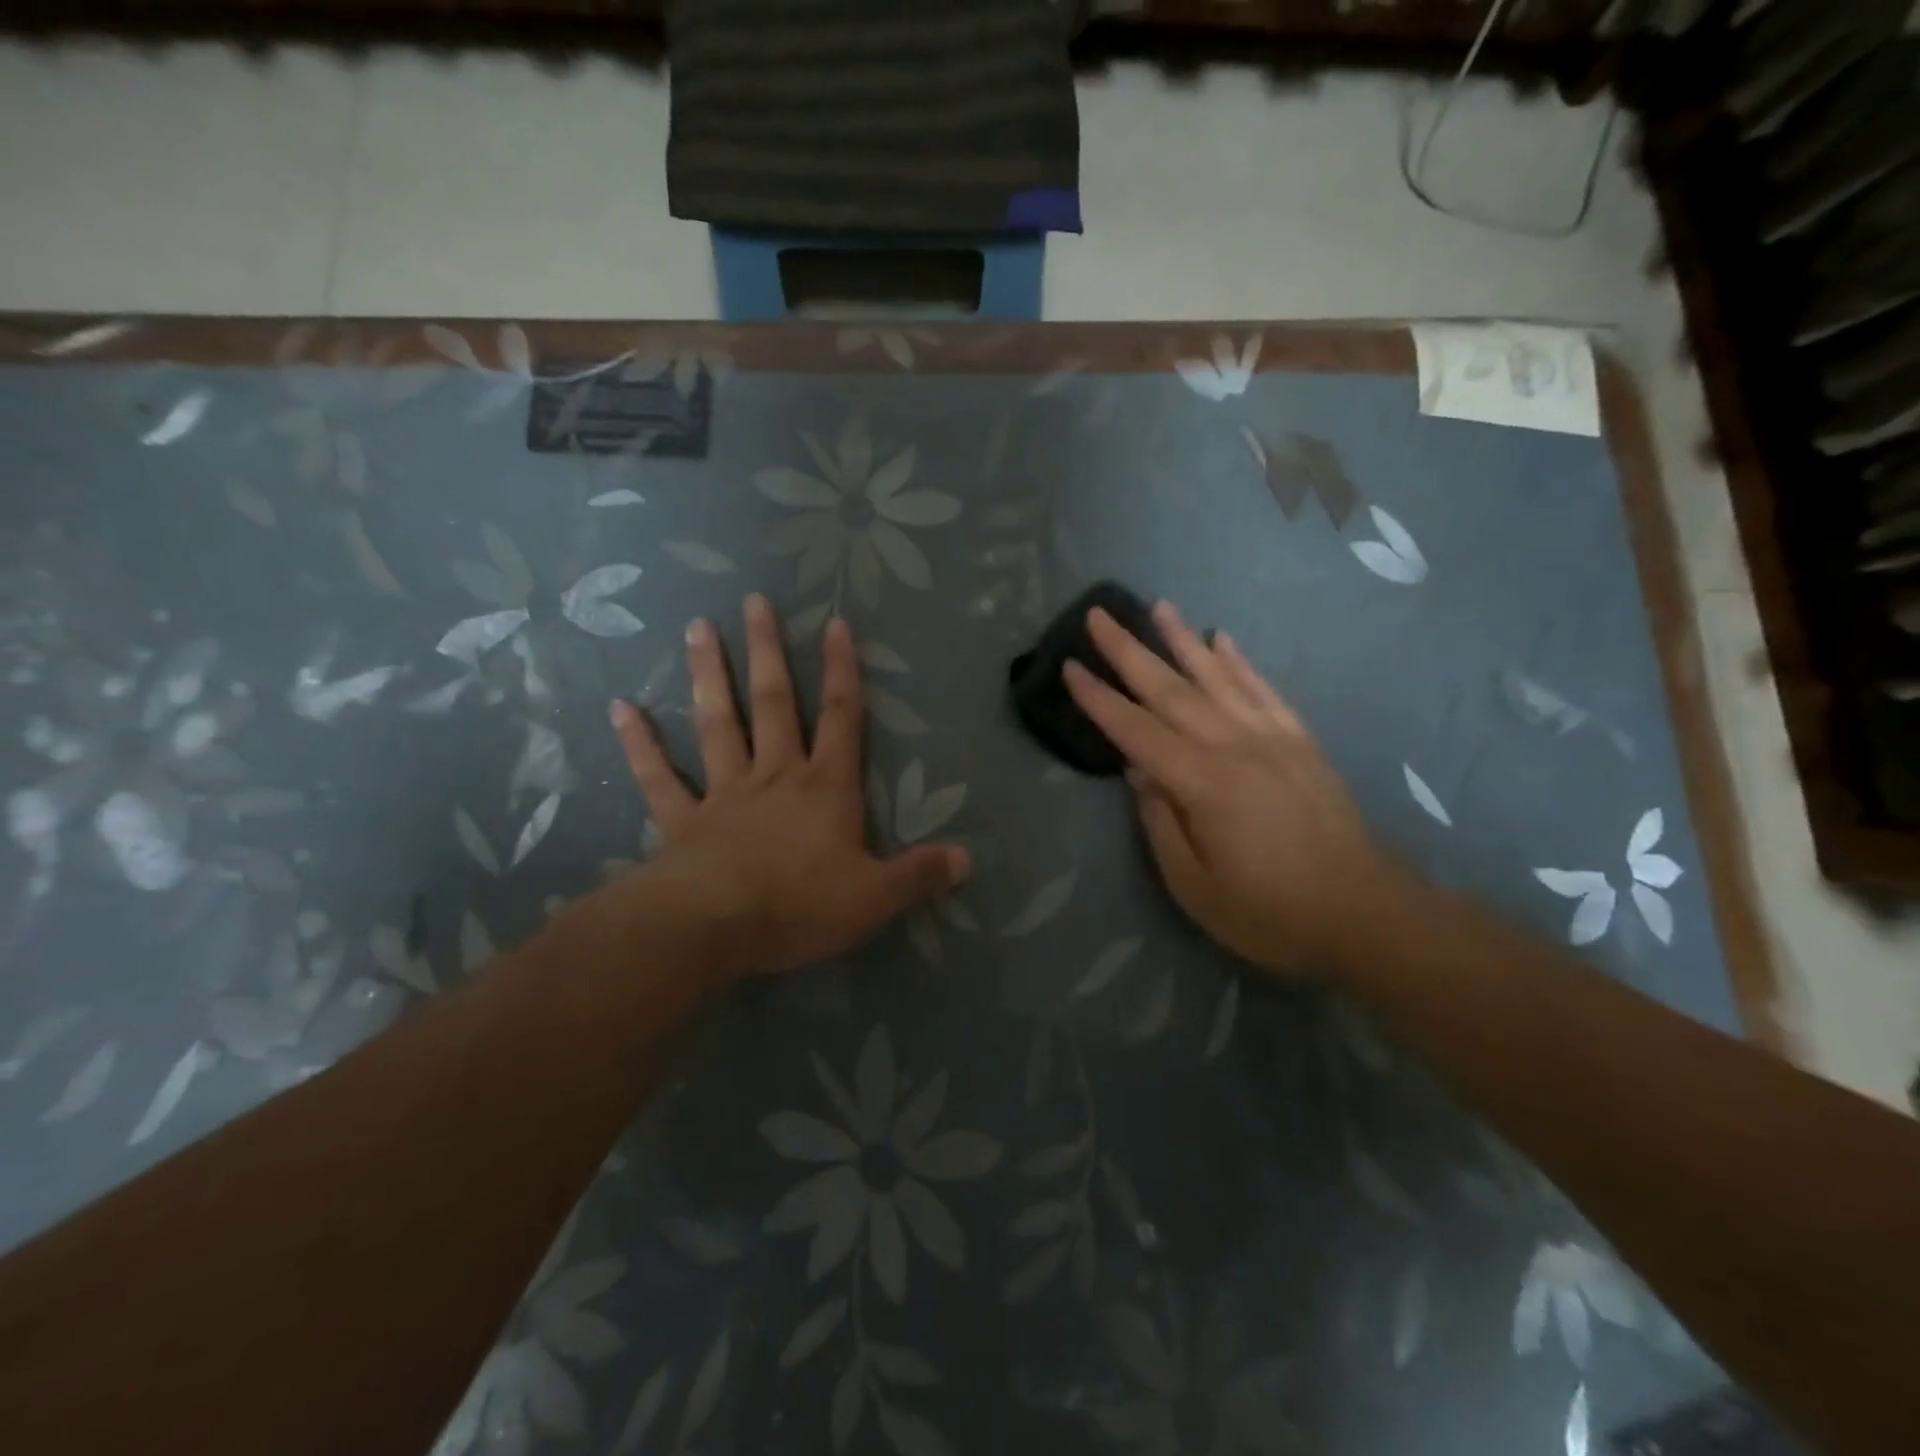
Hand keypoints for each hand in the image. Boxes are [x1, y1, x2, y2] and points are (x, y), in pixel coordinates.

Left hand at [607, 595, 969, 982]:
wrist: (711, 928)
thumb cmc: (798, 906)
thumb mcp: (874, 898)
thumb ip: (920, 874)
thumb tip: (968, 860)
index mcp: (824, 789)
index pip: (843, 718)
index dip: (844, 671)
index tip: (836, 624)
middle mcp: (774, 777)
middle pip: (774, 703)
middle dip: (769, 651)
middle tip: (754, 601)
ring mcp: (723, 794)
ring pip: (717, 723)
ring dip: (708, 675)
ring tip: (697, 627)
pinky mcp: (681, 821)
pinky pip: (658, 777)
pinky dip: (640, 743)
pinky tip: (621, 708)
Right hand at [1063, 602, 1402, 975]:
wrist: (1365, 914)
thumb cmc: (1269, 912)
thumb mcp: (1194, 885)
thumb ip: (1160, 821)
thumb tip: (1138, 770)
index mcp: (1202, 783)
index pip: (1136, 730)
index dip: (1099, 699)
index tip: (1069, 666)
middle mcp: (1234, 746)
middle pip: (1170, 689)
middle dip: (1128, 651)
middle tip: (1098, 615)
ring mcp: (1273, 737)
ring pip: (1217, 676)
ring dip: (1183, 639)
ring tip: (1158, 606)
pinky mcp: (1301, 741)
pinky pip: (1264, 689)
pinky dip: (1240, 662)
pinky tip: (1222, 639)